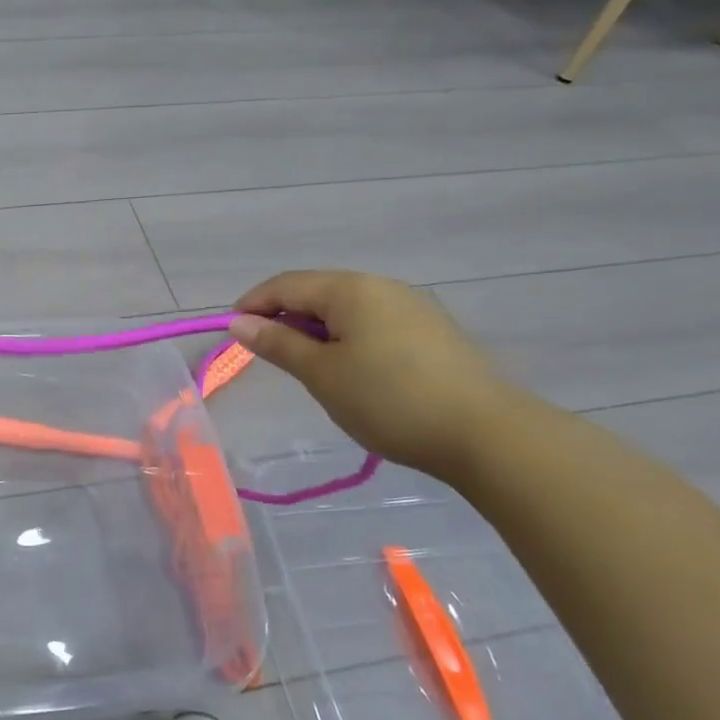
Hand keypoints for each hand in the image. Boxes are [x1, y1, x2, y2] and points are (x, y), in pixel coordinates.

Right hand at [228, 270, 520, 477]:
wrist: (487, 435)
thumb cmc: (389, 400)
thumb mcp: (322, 374)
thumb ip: (278, 343)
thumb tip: (239, 322)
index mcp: (350, 289)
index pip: (285, 285)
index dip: (253, 304)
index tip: (232, 332)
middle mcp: (381, 286)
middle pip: (317, 291)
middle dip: (285, 316)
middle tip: (268, 352)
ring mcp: (412, 307)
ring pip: (347, 308)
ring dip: (317, 329)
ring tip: (308, 365)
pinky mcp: (432, 331)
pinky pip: (373, 322)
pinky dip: (348, 338)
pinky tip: (352, 370)